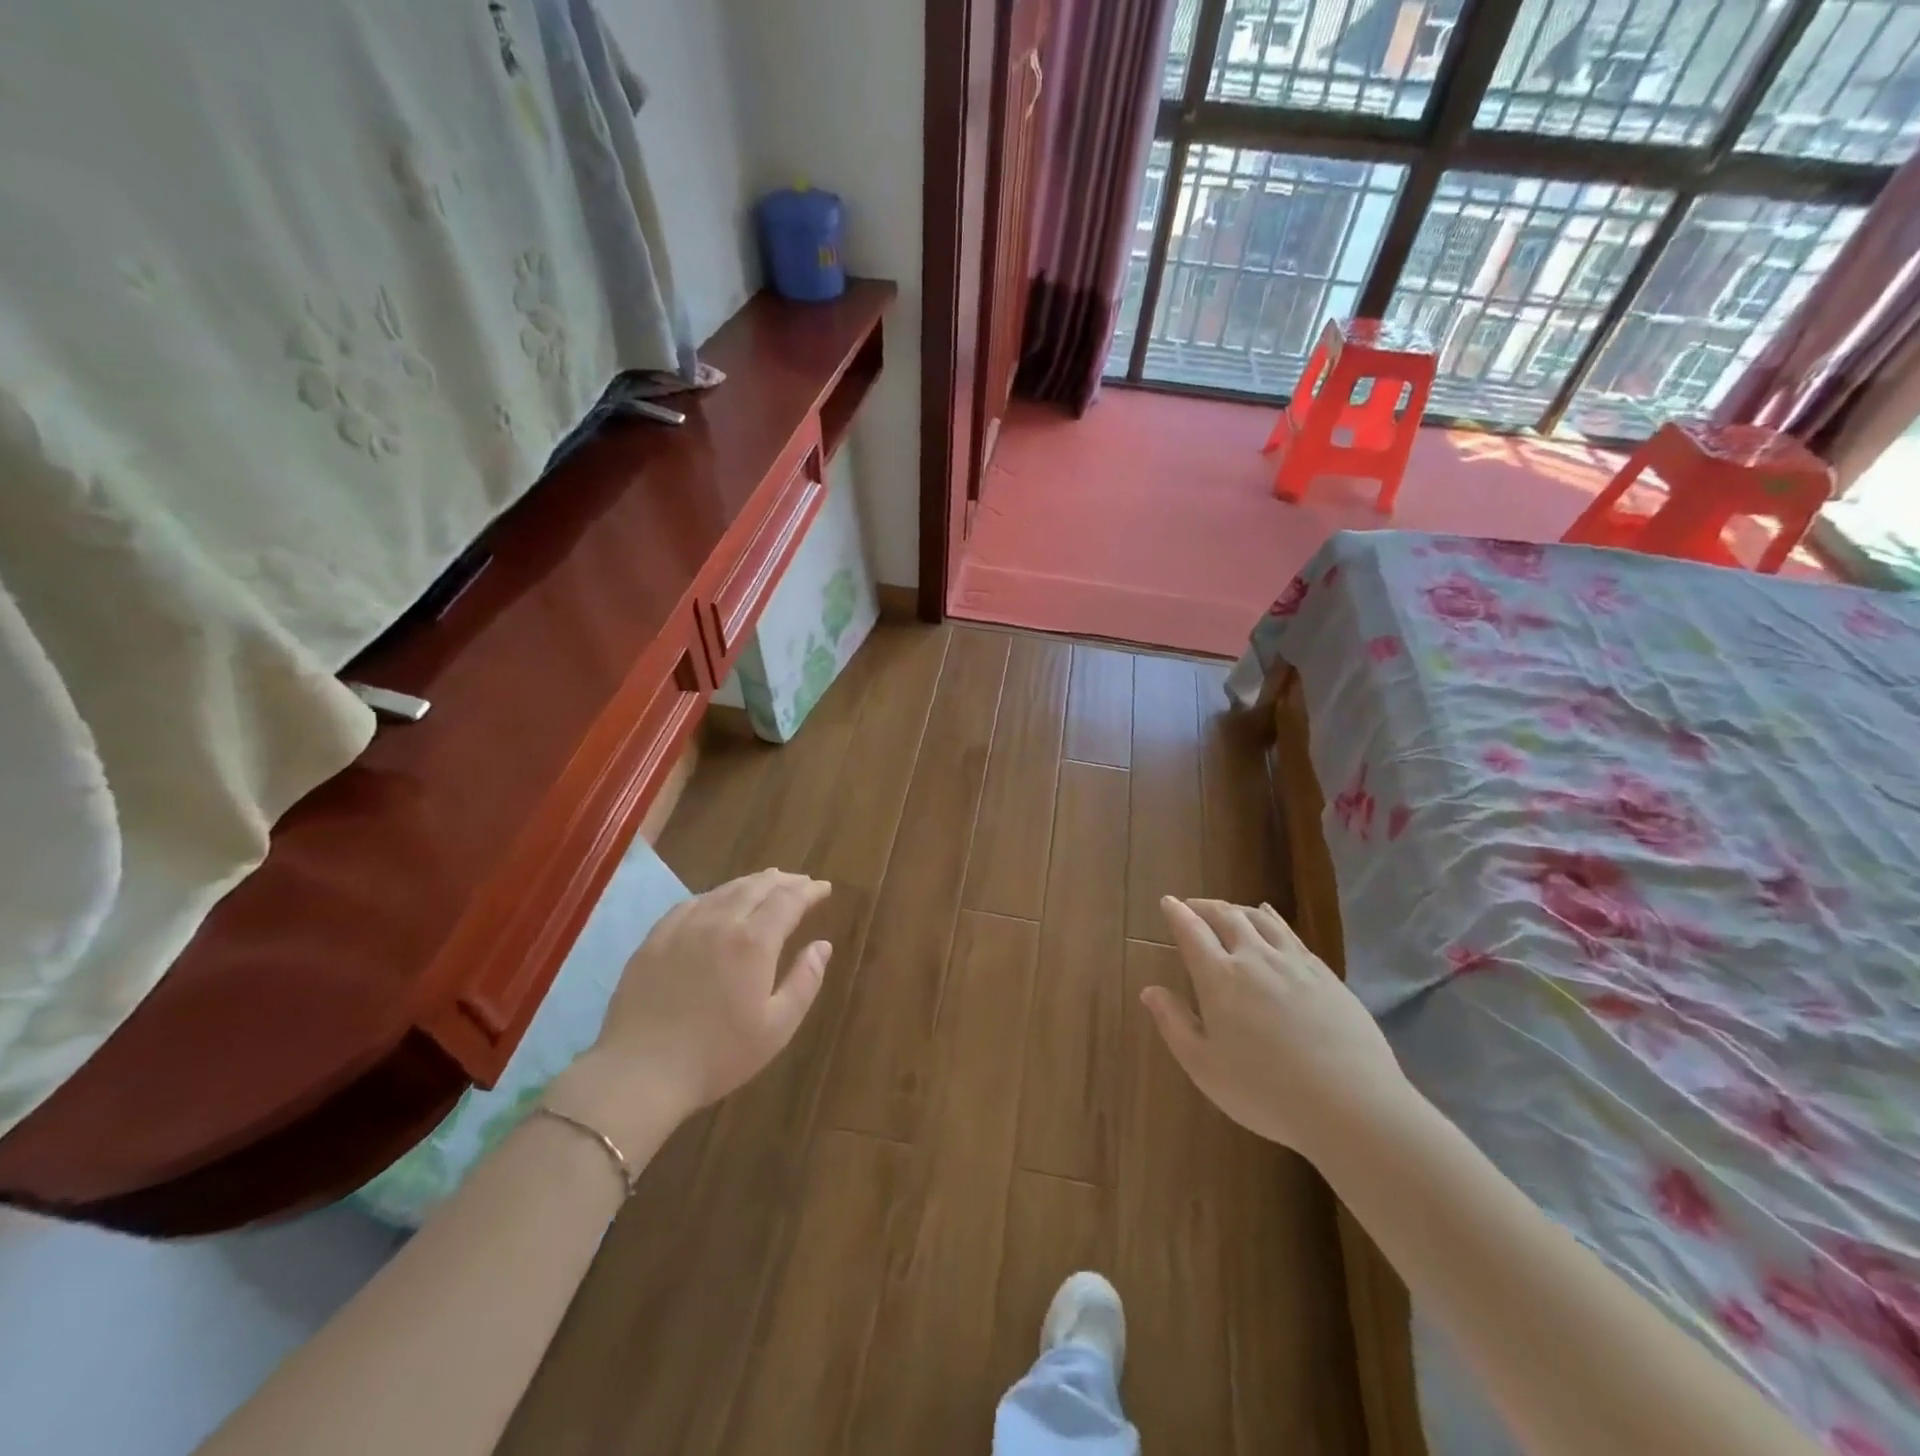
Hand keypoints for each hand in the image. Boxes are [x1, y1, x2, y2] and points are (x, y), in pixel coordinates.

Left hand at [548, 870, 832, 1143]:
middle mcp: (720, 921)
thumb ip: (805, 981)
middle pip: (757, 886)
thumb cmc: (717, 1055)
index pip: (788, 900)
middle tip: (801, 882)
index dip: (809, 890)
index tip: (824, 888)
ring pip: (724, 890)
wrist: (640, 1072)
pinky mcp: (655, 938)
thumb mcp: (777, 1027)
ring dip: (752, 883)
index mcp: (754, 942)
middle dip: (784, 881)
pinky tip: (717, 902)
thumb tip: (822, 945)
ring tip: (767, 884)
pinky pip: (691, 903)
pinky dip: (716, 895)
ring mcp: (683, 926)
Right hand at [1142, 897, 1408, 1159]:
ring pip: (1260, 919)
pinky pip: (1290, 933)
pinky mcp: (1325, 974)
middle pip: (1226, 916)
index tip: (1167, 902)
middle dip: (1204, 906)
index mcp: (1220, 977)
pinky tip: (1271, 919)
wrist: (1352, 1106)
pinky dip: (1272, 918)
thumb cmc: (1266, 1092)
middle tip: (1192, 906)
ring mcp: (1294, 963)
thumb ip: (1174, 1024)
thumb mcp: (1205, 1067)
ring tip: (1228, 911)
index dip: (1177, 913)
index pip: (1191, 932)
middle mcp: (1255, 958)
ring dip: (1237, 909)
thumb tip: (1150, 990)